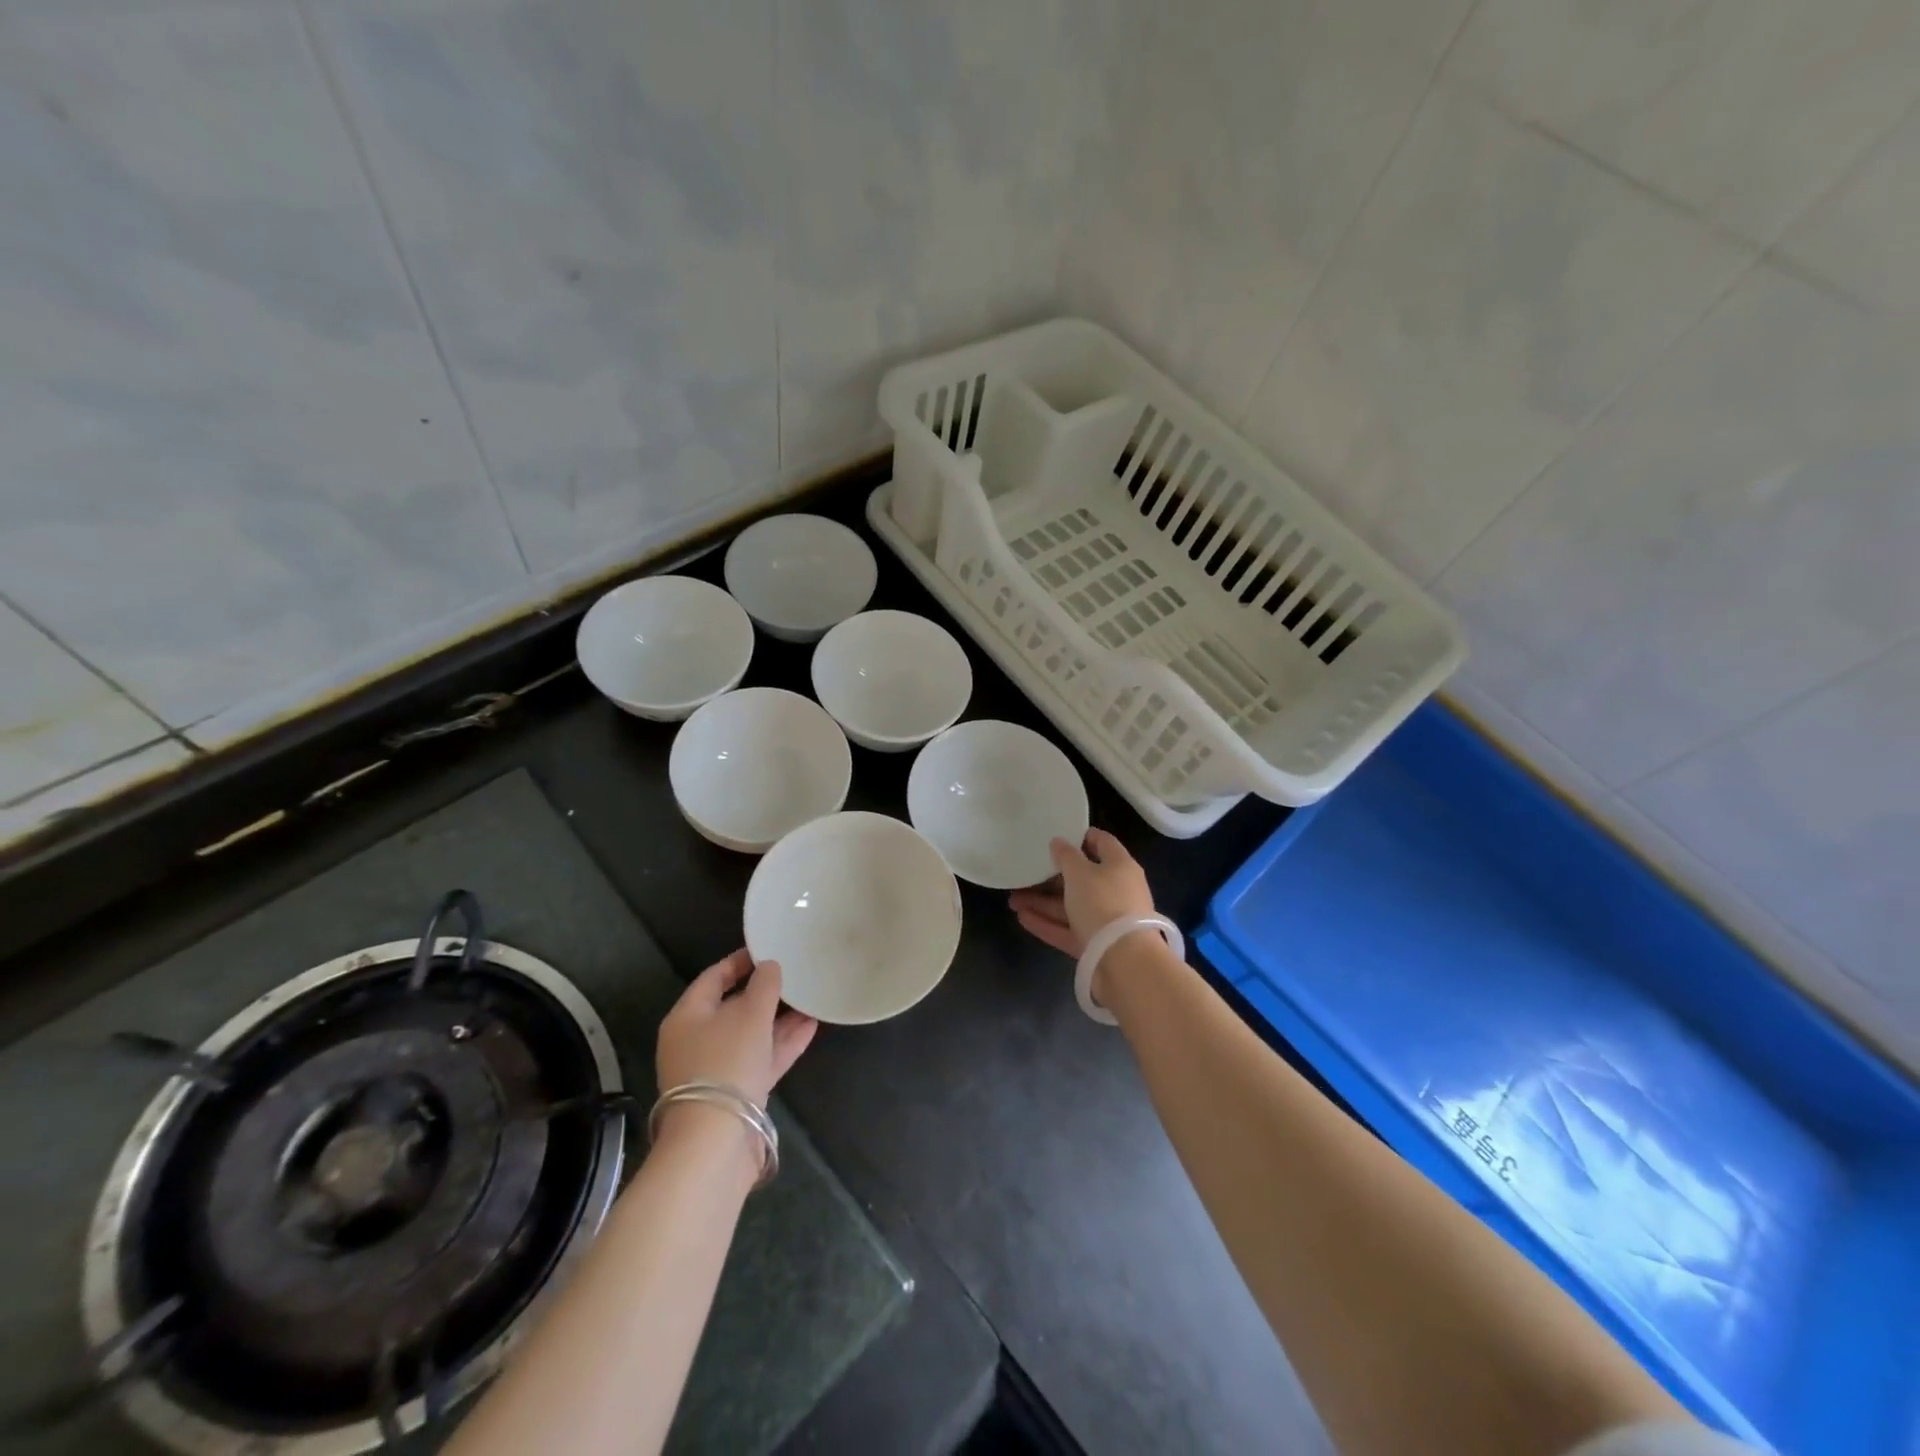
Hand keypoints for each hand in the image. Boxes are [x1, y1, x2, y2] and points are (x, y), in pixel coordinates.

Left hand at [656, 949, 816, 1107]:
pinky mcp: (734, 1094)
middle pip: (732, 1007)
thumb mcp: (750, 1014)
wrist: (715, 1142)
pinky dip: (781, 1044)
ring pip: (750, 1035)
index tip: (768, 949)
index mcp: (687, 1016)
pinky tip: (810, 1028)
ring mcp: (715, 1069)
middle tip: (794, 976)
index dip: (740, 961)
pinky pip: (759, 1059)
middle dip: (765, 993)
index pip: (713, 977)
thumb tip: (769, 966)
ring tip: (810, 1000)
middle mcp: (696, 1041)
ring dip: (779, 1019)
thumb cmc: (727, 1062)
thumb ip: (764, 985)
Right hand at [1007, 828, 1155, 957]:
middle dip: (1050, 877)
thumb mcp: (1080, 872)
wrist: (1124, 961)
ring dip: (1042, 902)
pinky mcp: (1096, 944)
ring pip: (1070, 906)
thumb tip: (1059, 842)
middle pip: (1081, 878)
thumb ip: (1066, 856)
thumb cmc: (1103, 903)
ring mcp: (1106, 920)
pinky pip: (1068, 929)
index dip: (1080, 837)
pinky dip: (1047, 923)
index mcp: (1120, 867)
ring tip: (1013, 900)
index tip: (1055, 836)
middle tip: (1025, 872)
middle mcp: (1116, 891)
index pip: (1102, 843)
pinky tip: (1022, 918)